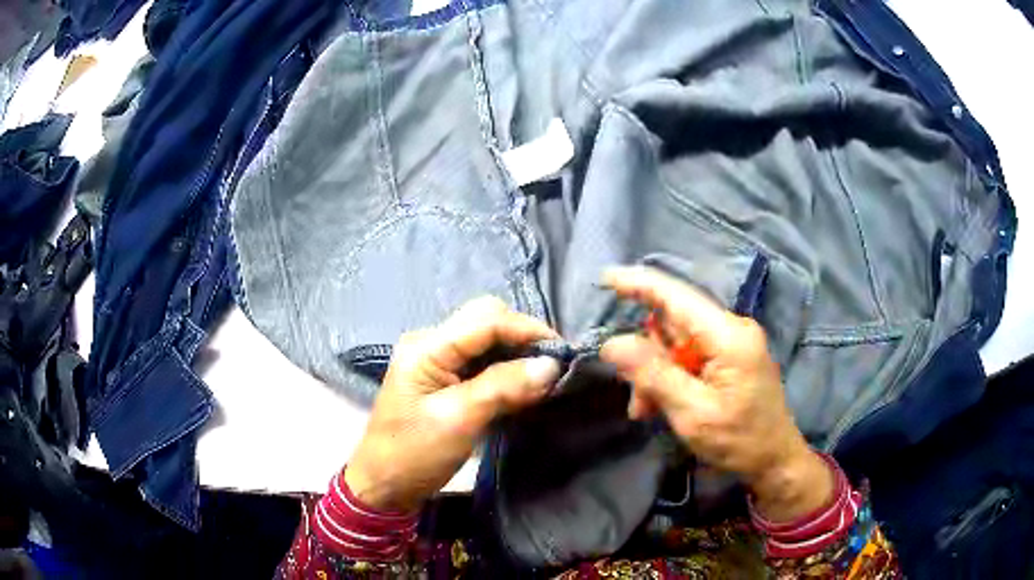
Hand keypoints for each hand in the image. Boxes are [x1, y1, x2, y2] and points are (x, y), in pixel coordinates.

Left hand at [344, 297, 561, 512]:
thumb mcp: (459, 420)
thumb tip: (552, 365)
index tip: (563, 352)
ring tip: (545, 375)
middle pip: (486, 320)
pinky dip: (506, 368)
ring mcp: (437, 360)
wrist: (385, 485)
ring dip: (517, 352)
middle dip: (523, 336)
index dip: (527, 330)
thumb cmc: (415, 453)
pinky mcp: (444, 378)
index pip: (486, 320)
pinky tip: (523, 384)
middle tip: (553, 365)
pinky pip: (481, 361)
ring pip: (487, 340)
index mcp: (427, 347)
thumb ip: (503, 387)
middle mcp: (431, 343)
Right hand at [600, 266, 832, 522]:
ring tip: (648, 410)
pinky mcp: (731, 356)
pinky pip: (690, 355)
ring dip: (656, 373)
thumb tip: (612, 343)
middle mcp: (732, 328)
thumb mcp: (692, 413)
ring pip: (676, 343)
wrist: (775, 460)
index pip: (677, 297)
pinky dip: (671, 377)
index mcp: (729, 336)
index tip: (605, 277)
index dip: (639, 284)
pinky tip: (662, 404)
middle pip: (673, 325)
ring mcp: (733, 342)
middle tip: (637, 400)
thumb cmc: (739, 440)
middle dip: (647, 358)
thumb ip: (653, 375)